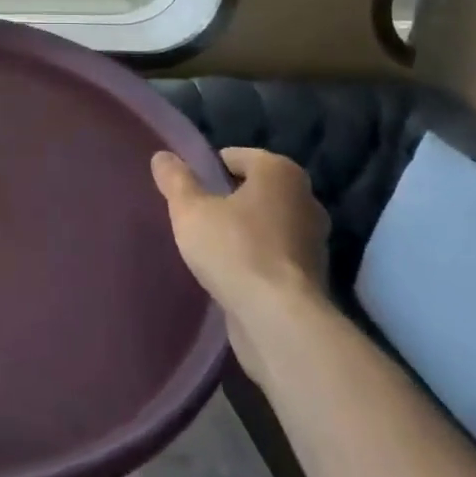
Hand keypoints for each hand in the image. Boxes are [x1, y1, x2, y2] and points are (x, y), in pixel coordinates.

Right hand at [150, 147, 327, 318]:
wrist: (279, 320)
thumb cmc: (235, 250)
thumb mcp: (190, 210)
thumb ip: (175, 180)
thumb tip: (162, 156)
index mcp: (280, 171)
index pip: (235, 157)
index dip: (207, 171)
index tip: (187, 192)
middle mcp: (305, 197)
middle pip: (254, 189)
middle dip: (227, 200)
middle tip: (196, 217)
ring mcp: (314, 238)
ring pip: (266, 223)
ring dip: (243, 231)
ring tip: (210, 247)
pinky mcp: (312, 275)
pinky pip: (274, 254)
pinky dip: (256, 258)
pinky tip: (231, 273)